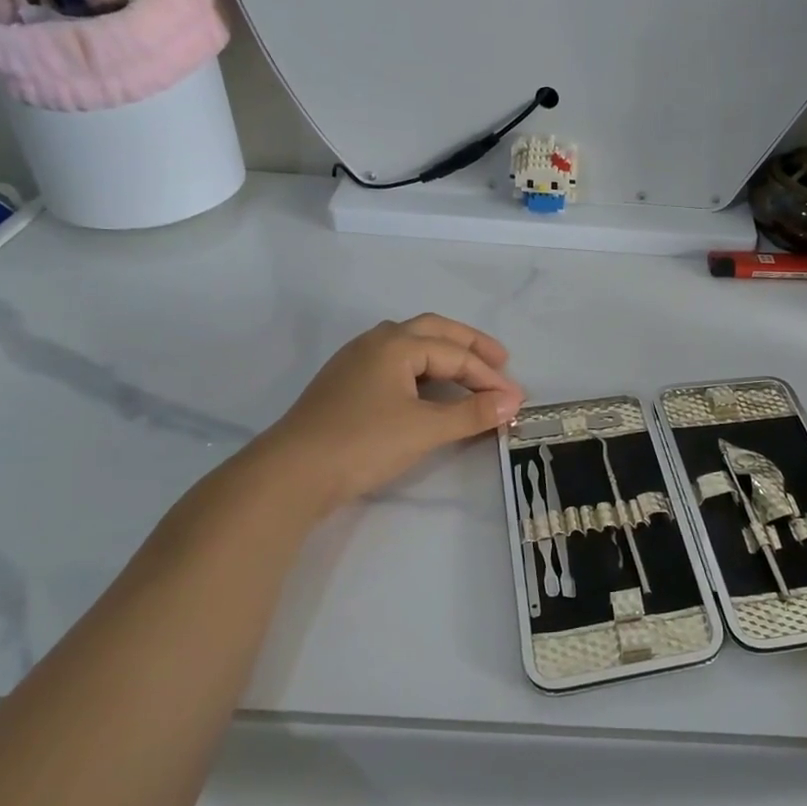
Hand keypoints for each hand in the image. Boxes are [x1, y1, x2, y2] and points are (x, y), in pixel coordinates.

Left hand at [257, 314, 524, 508]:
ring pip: (409, 344)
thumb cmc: (363, 443)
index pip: (455, 354)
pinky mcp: (344, 385)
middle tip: (500, 360)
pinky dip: (421, 370)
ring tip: (467, 372)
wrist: (291, 474)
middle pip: (432, 331)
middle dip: (469, 345)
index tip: (516, 400)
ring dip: (443, 353)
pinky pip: (394, 364)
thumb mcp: (425, 429)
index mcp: (396, 344)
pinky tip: (427, 389)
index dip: (489, 376)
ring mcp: (355, 362)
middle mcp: (375, 342)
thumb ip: (471, 413)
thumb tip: (512, 403)